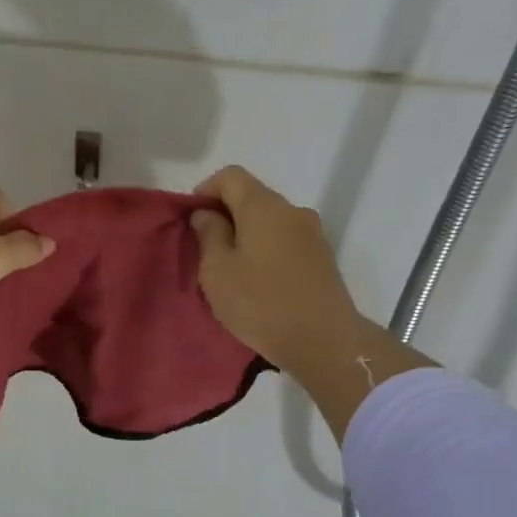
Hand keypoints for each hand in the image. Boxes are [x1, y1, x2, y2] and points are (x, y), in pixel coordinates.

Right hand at [189, 167, 363, 376]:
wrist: (324, 340)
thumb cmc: (260, 303)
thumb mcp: (217, 271)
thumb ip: (209, 235)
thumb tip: (207, 214)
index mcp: (263, 206)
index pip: (231, 176)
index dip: (206, 190)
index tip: (192, 219)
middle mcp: (292, 210)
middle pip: (253, 197)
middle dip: (226, 214)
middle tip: (207, 248)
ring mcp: (313, 233)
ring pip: (270, 221)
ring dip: (247, 235)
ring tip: (232, 269)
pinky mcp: (323, 257)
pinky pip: (286, 241)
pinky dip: (267, 250)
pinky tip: (259, 281)